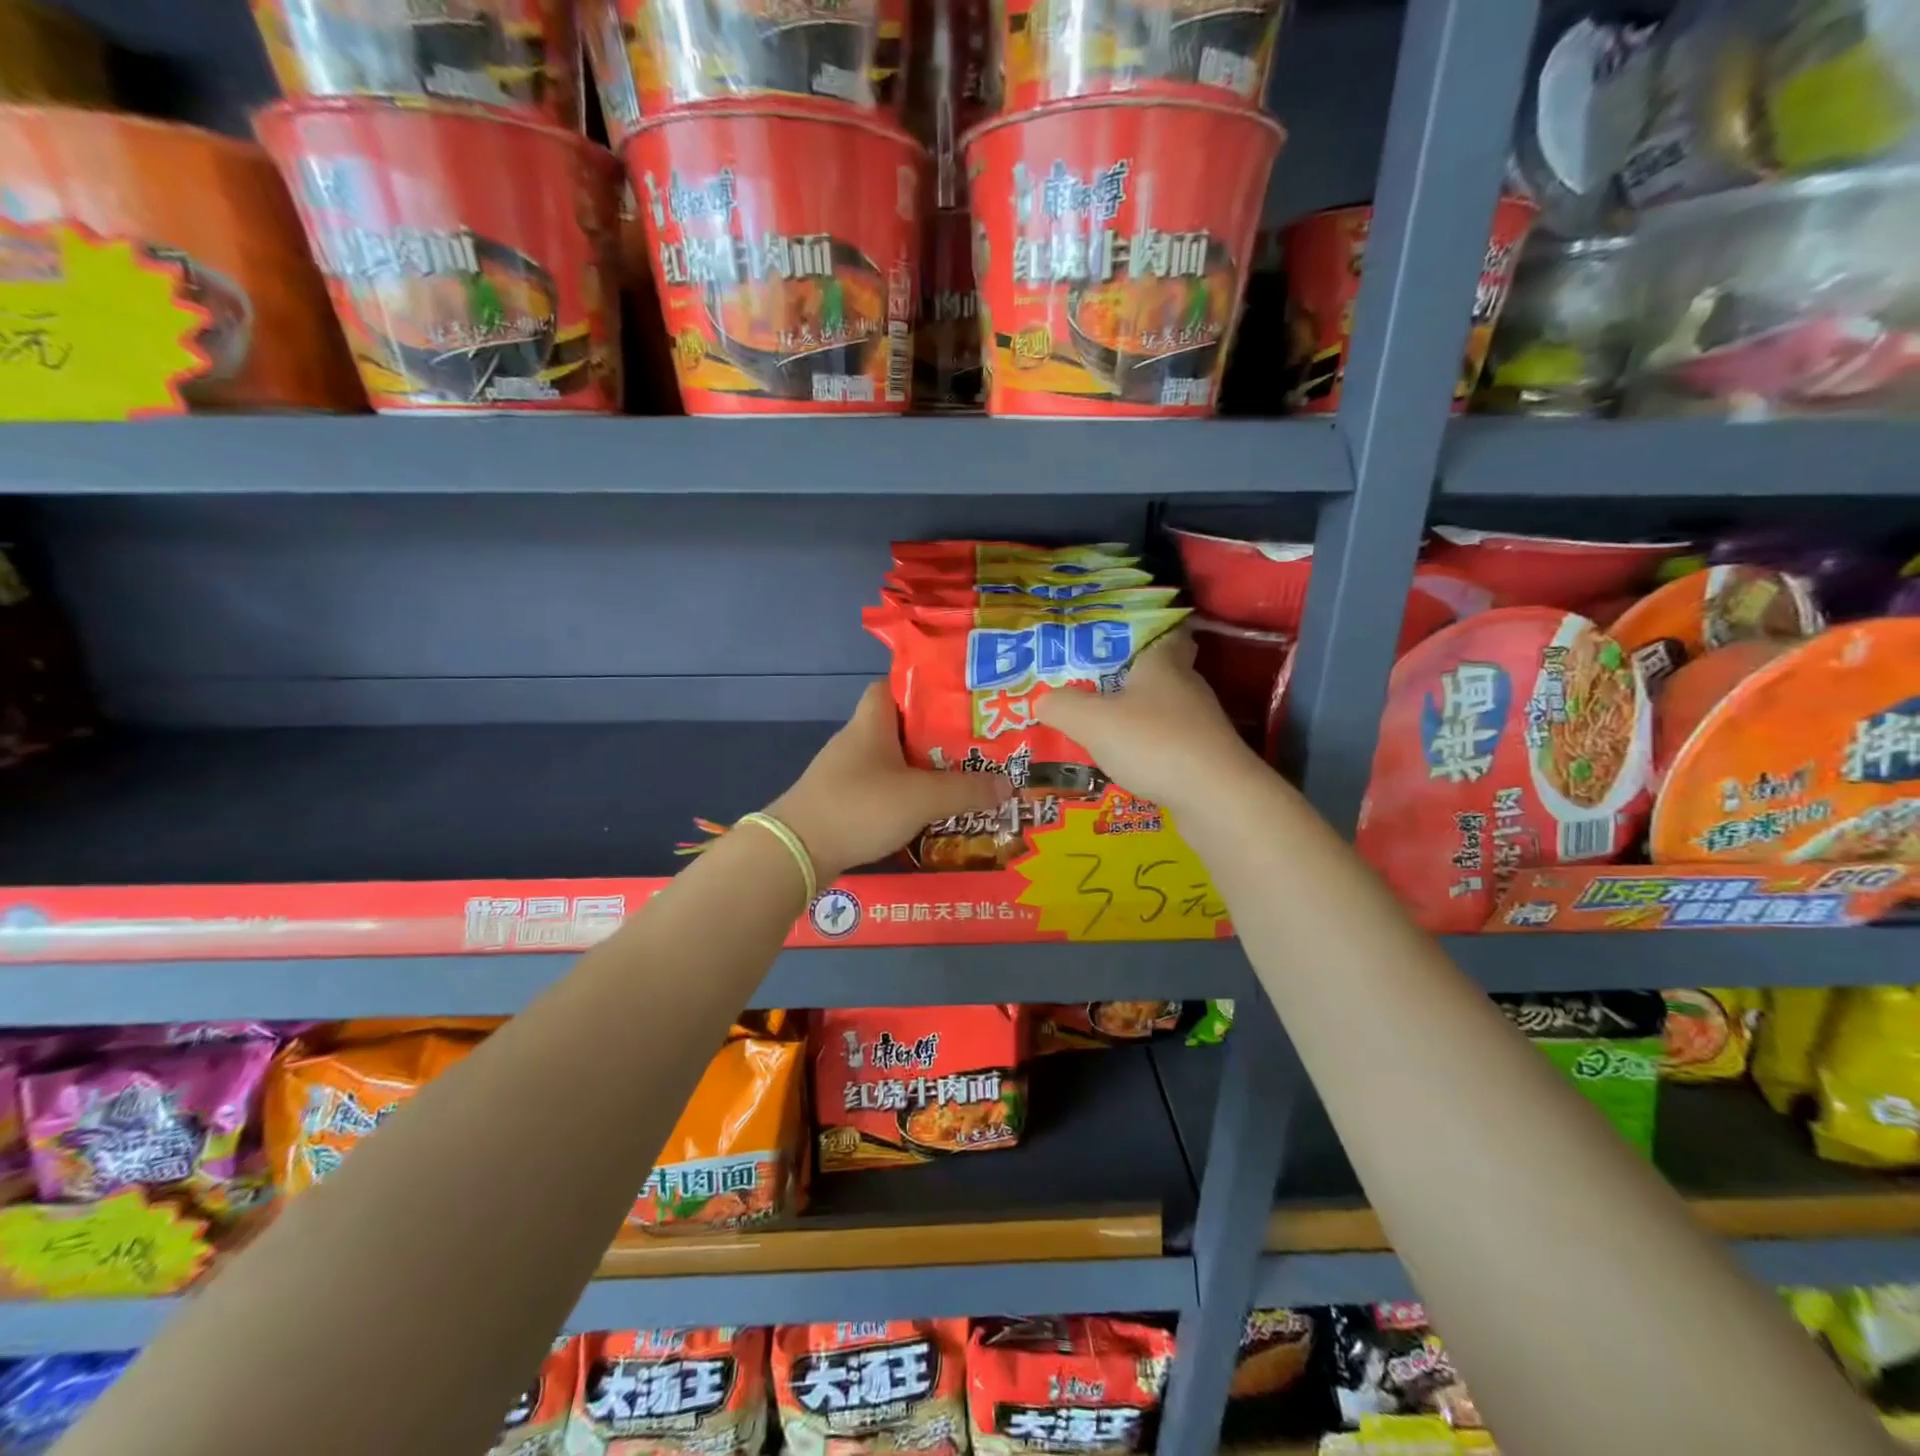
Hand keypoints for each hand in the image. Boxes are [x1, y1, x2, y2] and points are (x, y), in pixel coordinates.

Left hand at [767, 683, 1009, 881]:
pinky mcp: (841, 803)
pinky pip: (880, 791)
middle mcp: (856, 741)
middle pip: (900, 727)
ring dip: (921, 771)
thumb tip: (1009, 785)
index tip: (956, 701)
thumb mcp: (922, 797)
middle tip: (973, 747)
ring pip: (892, 762)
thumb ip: (966, 790)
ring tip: (960, 781)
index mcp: (872, 723)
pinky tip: (927, 813)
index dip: (922, 687)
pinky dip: (903, 797)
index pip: (892, 686)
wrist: (796, 852)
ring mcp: (845, 774)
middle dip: (935, 736)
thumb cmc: (859, 807)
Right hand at [1035, 629, 1261, 815]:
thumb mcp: (1093, 721)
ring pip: (1162, 710)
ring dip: (1136, 716)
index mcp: (1163, 663)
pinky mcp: (1203, 756)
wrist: (1215, 798)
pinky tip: (1123, 762)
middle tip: (1091, 683)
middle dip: (1128, 677)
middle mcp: (1186, 686)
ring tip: (1098, 727)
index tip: (1114, 636)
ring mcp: (1199, 724)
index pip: (1162, 630)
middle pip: (1158, 672)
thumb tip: (1042, 700)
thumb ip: (1062, 706)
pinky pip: (1167, 743)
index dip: (1141, 630)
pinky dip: (1147, 749)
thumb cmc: (1153, 743)